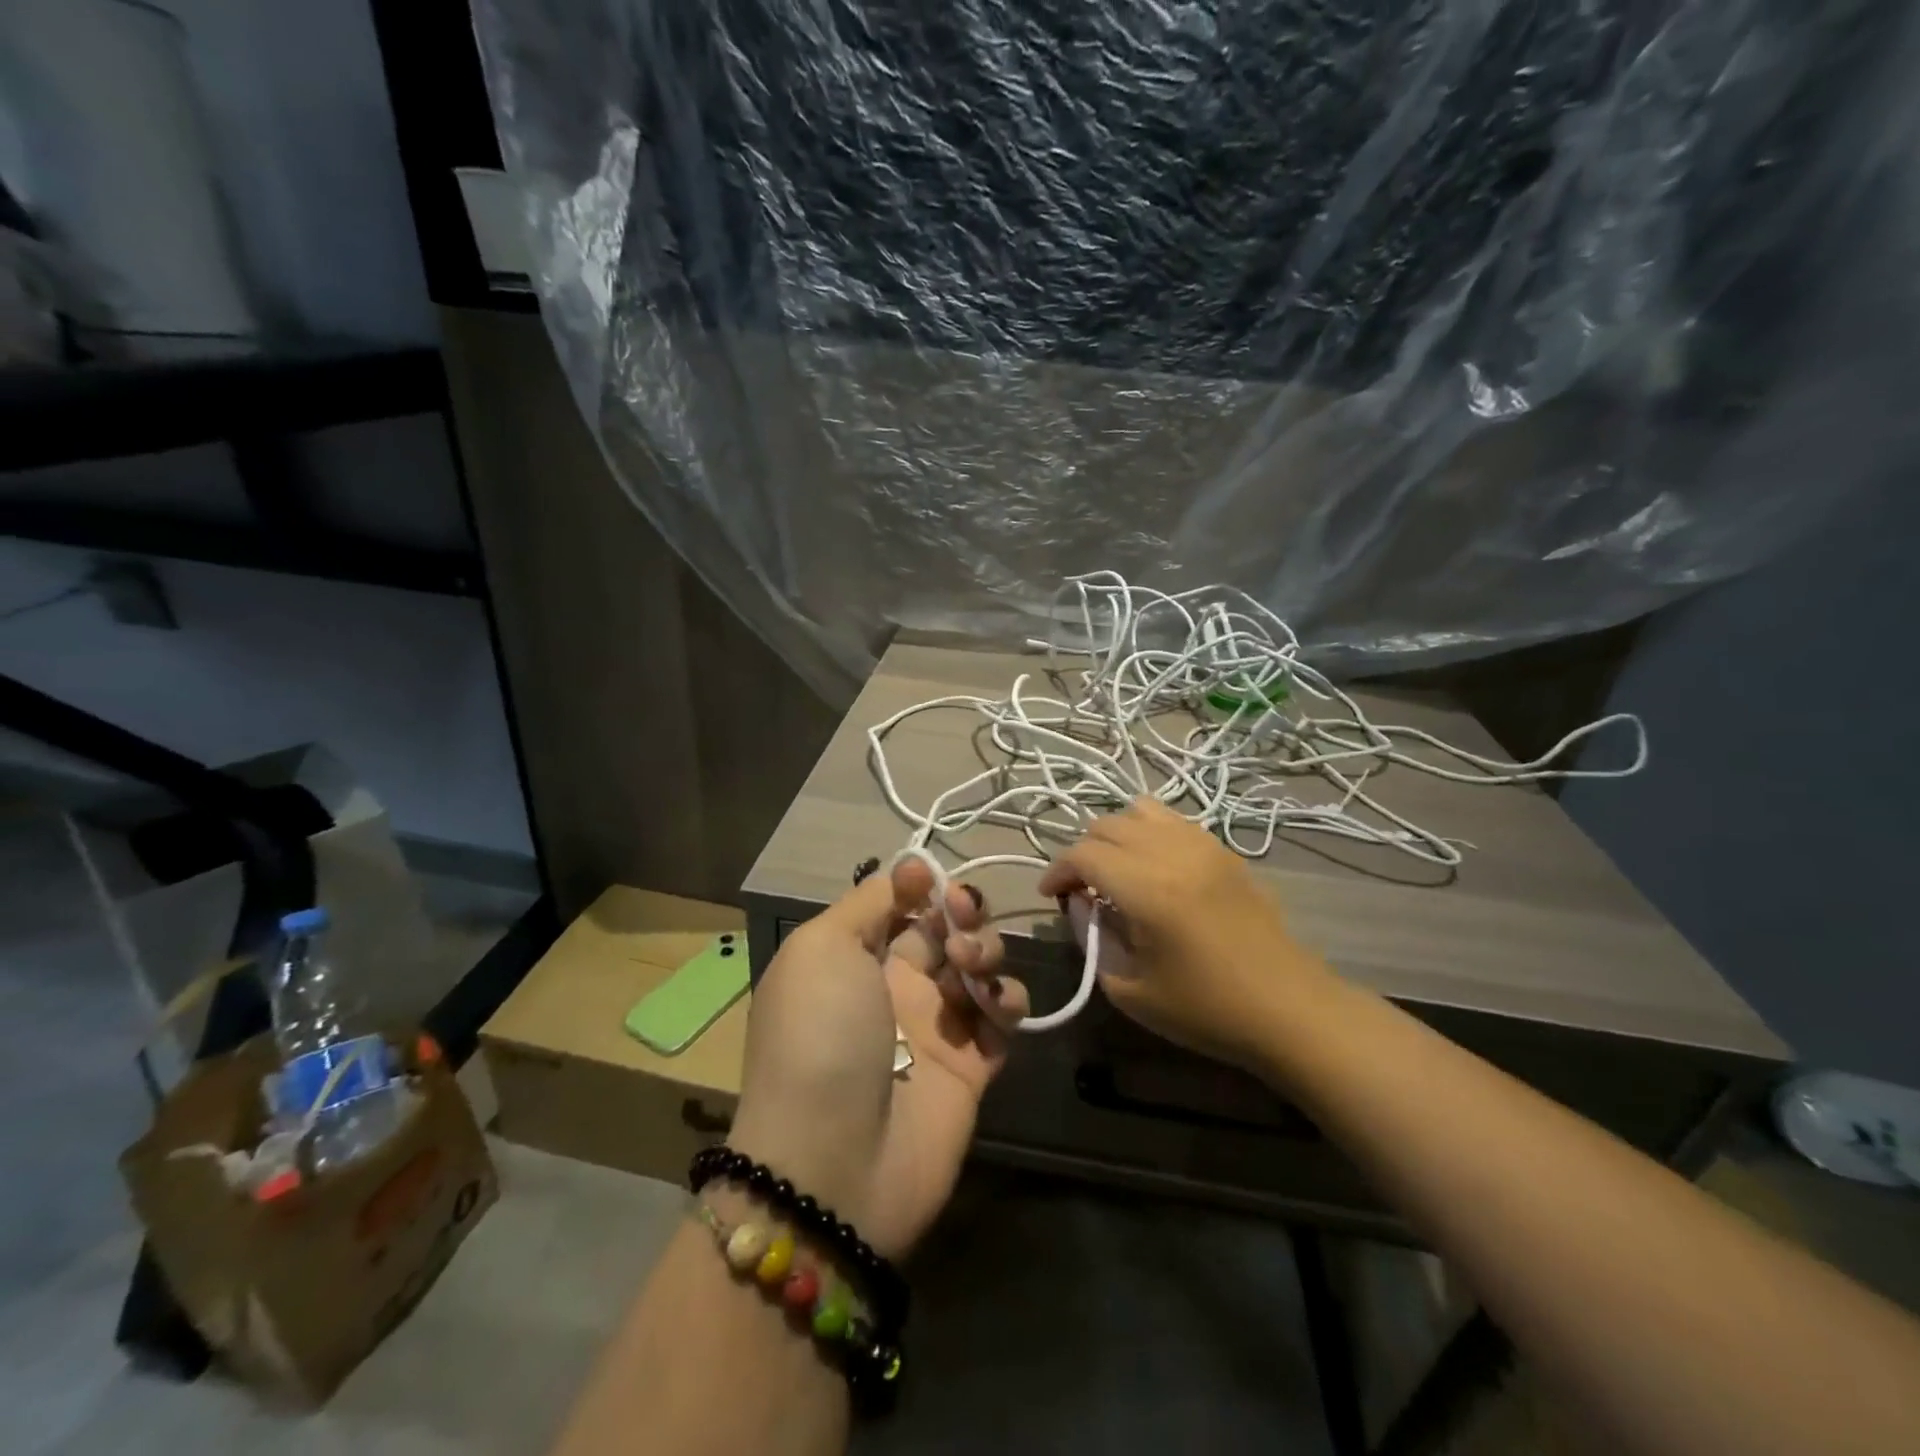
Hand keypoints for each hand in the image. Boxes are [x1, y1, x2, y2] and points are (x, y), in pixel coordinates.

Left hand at [727, 858, 1028, 1258]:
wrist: (835, 1161)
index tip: (930, 877)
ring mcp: (935, 1027)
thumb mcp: (821, 949)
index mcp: (852, 957)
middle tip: (960, 915)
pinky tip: (994, 1005)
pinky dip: (1007, 1000)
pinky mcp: (972, 1066)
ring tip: (970, 966)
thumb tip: (906, 872)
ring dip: (985, 948)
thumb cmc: (820, 1036)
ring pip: (978, 965)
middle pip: (943, 928)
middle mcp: (894, 986)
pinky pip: (1002, 1017)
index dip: (918, 884)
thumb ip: (867, 903)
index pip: (896, 905)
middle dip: (960, 909)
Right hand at [1038, 797, 1332, 1068]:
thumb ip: (1094, 939)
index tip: (1051, 896)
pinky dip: (1148, 832)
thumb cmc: (1206, 1009)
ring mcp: (1202, 845)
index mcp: (1147, 888)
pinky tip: (1152, 867)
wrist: (1288, 1009)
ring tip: (1115, 870)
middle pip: (1106, 825)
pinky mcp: (1224, 850)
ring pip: (1140, 811)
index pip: (1083, 854)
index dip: (1057, 871)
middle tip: (1081, 889)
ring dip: (1115, 835)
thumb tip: (1082, 905)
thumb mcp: (1130, 989)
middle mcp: (1172, 852)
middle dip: (1083, 852)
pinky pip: (1172, 820)